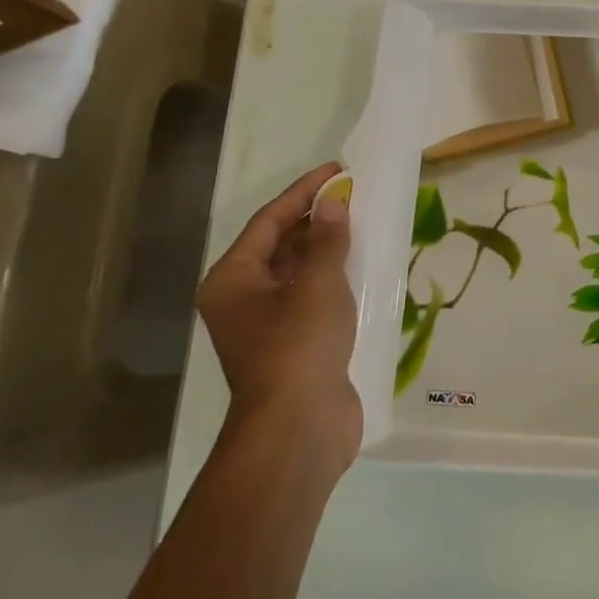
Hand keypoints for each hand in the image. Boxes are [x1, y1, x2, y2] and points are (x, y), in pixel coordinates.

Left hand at [196, 164, 360, 464]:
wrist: (299, 427)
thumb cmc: (299, 346)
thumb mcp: (317, 284)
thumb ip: (326, 240)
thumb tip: (333, 204)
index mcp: (233, 280)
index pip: (269, 221)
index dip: (304, 192)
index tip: (338, 171)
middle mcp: (244, 298)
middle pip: (281, 245)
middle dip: (317, 219)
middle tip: (356, 196)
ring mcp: (269, 324)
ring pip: (300, 272)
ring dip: (329, 249)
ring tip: (364, 224)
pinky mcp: (295, 344)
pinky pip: (315, 297)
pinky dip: (336, 278)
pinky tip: (365, 268)